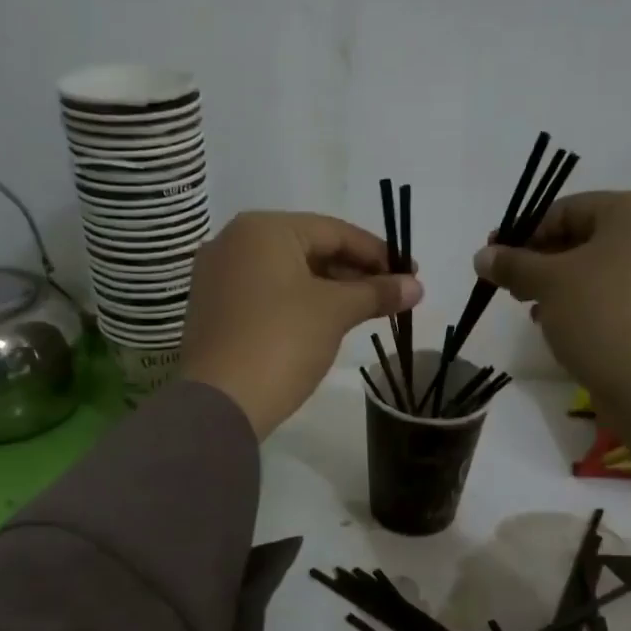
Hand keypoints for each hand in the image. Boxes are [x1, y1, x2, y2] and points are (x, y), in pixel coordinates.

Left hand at [181, 211, 421, 439]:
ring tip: (366, 311)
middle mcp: (234, 242)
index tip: (411, 274)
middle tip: (392, 295)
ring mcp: (218, 277)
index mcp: (263, 228)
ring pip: (288, 274)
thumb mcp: (335, 312)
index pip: (334, 231)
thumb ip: (377, 292)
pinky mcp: (214, 310)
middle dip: (354, 272)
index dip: (378, 253)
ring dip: (330, 290)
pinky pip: (266, 295)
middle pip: (309, 249)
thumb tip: (416, 286)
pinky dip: (299, 304)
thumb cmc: (281, 341)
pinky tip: (326, 324)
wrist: (221, 402)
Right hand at [473, 192, 630, 449]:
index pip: (566, 210)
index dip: (524, 234)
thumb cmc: (601, 315)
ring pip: (600, 268)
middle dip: (541, 261)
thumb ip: (512, 264)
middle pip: (585, 237)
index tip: (494, 259)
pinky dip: (586, 302)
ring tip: (532, 309)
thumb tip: (482, 255)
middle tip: (510, 286)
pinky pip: (617, 293)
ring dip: (560, 285)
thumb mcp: (547, 283)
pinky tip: (560, 325)